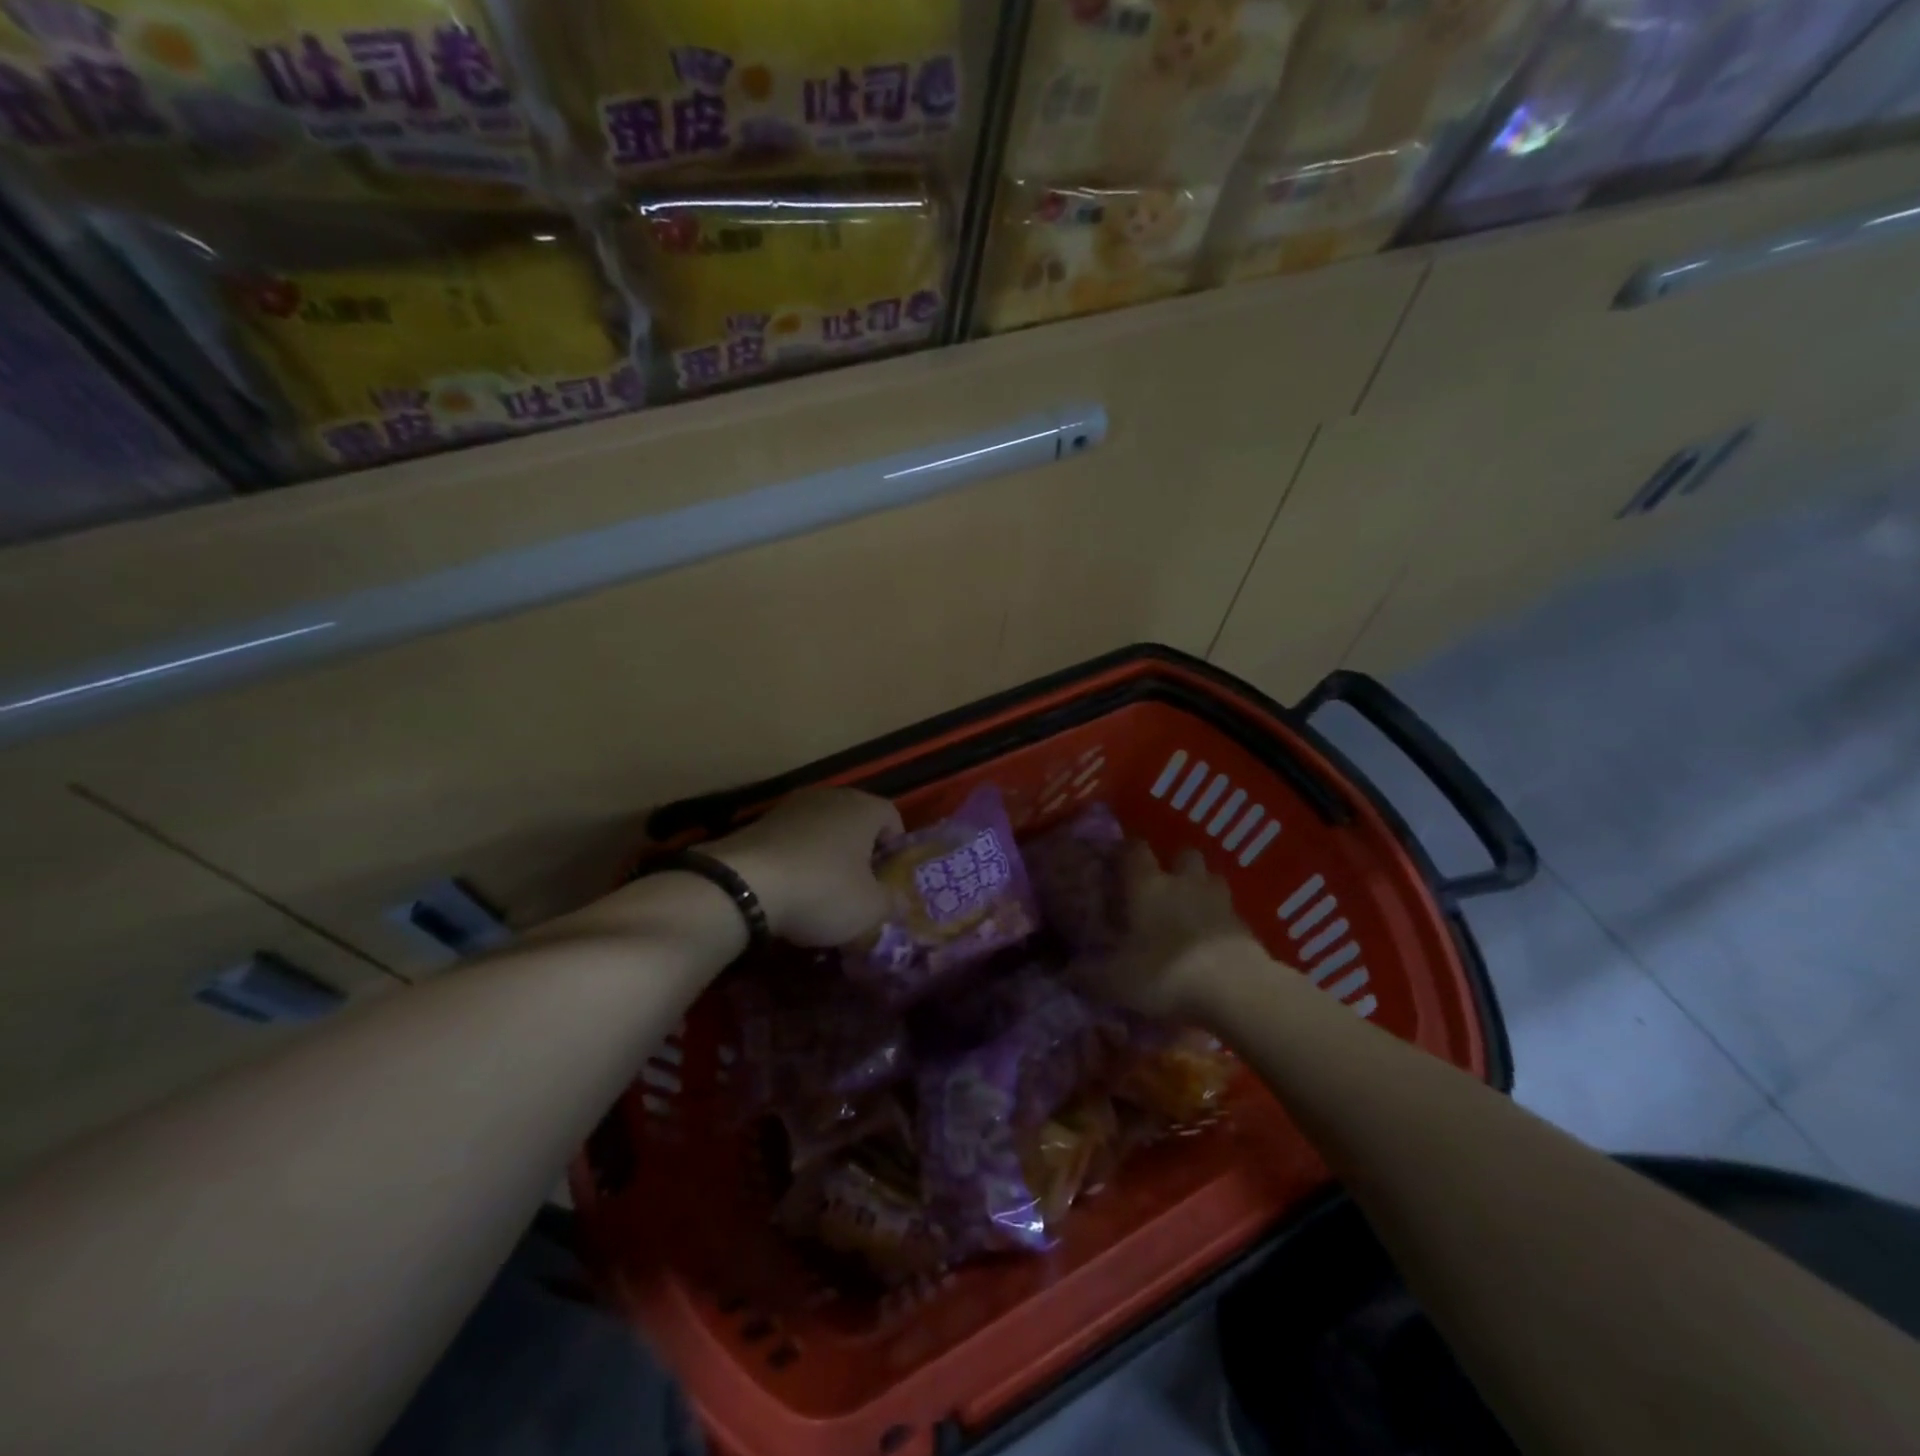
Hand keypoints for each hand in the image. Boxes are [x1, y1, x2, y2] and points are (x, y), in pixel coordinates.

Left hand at [710, 788, 902, 946]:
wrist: (744, 884)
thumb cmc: (823, 890)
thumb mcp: (870, 908)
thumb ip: (891, 901)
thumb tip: (898, 899)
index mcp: (864, 808)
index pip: (892, 818)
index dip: (895, 849)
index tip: (887, 880)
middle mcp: (830, 797)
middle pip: (855, 821)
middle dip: (859, 852)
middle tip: (858, 887)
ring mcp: (792, 806)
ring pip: (822, 829)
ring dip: (826, 854)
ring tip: (821, 891)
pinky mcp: (760, 822)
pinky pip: (792, 840)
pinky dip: (796, 860)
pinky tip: (789, 889)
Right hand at [1086, 843, 1260, 1018]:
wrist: (1234, 989)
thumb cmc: (1164, 973)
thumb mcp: (1115, 981)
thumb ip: (1088, 976)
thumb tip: (1065, 973)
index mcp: (1148, 885)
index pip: (1135, 850)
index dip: (1126, 851)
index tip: (1117, 861)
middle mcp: (1184, 882)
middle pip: (1183, 854)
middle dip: (1174, 864)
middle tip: (1162, 886)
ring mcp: (1219, 901)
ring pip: (1211, 878)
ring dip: (1202, 887)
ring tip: (1191, 908)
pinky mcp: (1245, 925)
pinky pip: (1230, 911)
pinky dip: (1221, 919)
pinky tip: (1212, 939)